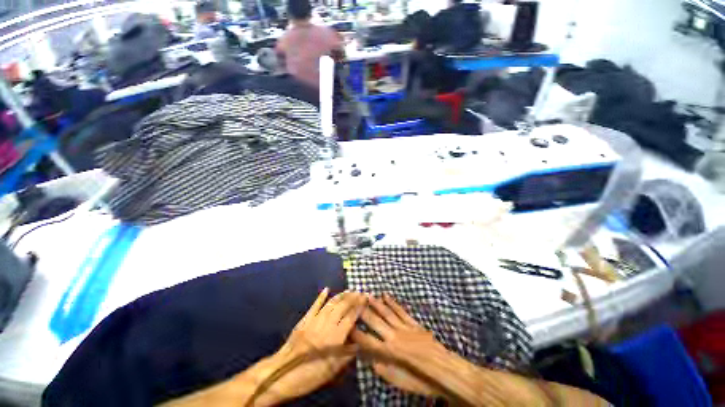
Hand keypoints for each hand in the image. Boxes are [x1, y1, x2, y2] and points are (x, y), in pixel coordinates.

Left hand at [267, 288, 366, 401]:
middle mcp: (327, 325)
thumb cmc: (309, 375)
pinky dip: (321, 297)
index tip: (366, 298)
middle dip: (352, 298)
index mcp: (335, 338)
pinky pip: (315, 306)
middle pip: (342, 307)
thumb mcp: (332, 371)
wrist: (281, 374)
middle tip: (360, 291)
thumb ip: (346, 355)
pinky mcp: (305, 320)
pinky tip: (326, 289)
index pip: (350, 318)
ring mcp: (315, 321)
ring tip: (349, 290)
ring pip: (331, 304)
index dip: (359, 307)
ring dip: (341, 295)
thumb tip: (359, 343)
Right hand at [352, 293, 449, 396]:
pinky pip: (400, 311)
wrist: (443, 370)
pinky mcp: (413, 323)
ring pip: (387, 313)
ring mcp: (404, 327)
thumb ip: (382, 369)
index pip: (368, 341)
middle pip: (376, 321)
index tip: (347, 325)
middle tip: (354, 301)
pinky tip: (385, 295)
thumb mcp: (398, 381)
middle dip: (364, 312)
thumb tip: (368, 357)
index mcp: (389, 352)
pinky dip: (392, 302)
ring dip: (376, 303)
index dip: (357, 333)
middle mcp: (394, 336)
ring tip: (367, 295)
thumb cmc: (420, 379)